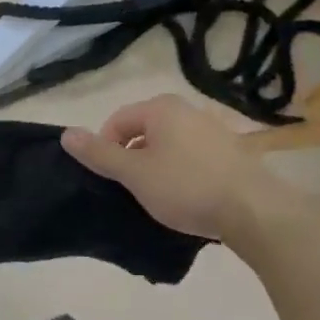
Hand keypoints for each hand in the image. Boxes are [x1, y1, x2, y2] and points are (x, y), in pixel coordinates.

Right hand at [61, 94, 287, 243]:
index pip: (117, 121)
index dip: (105, 148)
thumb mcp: (134, 173)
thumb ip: (99, 153)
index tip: (108, 178)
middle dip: (131, 158)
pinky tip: (186, 197)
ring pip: (168, 146)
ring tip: (158, 196)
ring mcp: (214, 129)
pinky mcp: (232, 152)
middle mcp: (188, 110)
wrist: (254, 211)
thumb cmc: (186, 187)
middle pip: (143, 131)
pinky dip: (181, 173)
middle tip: (131, 189)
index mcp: (162, 108)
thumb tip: (66, 134)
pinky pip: (192, 157)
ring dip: (156, 167)